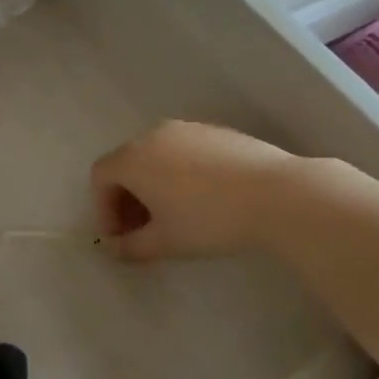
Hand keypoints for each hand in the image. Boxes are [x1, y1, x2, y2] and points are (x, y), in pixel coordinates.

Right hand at [91, 120, 300, 261]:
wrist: (277, 194)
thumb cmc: (210, 219)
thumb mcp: (166, 242)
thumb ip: (132, 247)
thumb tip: (115, 249)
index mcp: (134, 157)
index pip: (101, 177)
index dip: (103, 209)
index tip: (120, 238)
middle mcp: (154, 135)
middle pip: (126, 163)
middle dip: (127, 198)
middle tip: (142, 231)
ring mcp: (187, 129)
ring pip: (156, 156)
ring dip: (153, 185)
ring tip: (173, 216)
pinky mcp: (216, 131)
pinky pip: (183, 151)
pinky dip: (179, 173)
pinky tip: (203, 199)